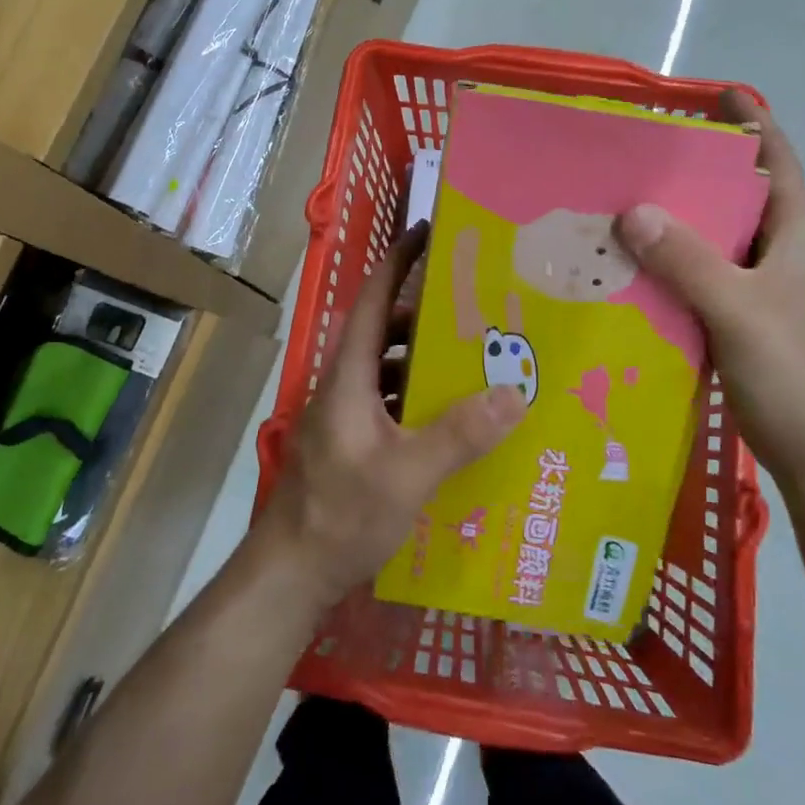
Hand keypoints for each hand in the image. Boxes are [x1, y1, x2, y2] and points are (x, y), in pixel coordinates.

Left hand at [261, 224, 526, 607]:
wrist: (290, 574)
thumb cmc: (341, 515)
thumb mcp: (407, 474)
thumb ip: (459, 434)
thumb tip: (513, 392)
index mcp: (350, 375)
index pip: (374, 299)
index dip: (399, 260)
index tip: (429, 230)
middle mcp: (346, 385)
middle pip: (387, 332)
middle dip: (429, 316)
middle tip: (479, 311)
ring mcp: (347, 416)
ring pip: (391, 370)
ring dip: (428, 361)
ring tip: (478, 363)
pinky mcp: (353, 443)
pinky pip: (392, 403)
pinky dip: (421, 399)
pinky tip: (456, 420)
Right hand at [616, 92, 804, 494]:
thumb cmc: (794, 373)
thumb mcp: (739, 310)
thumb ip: (688, 261)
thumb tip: (633, 211)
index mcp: (793, 236)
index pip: (776, 162)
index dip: (752, 123)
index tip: (715, 94)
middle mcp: (777, 254)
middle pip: (736, 196)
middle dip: (694, 172)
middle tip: (638, 154)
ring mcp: (758, 290)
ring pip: (712, 240)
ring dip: (674, 222)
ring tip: (619, 205)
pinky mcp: (738, 321)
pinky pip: (697, 278)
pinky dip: (667, 266)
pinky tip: (628, 269)